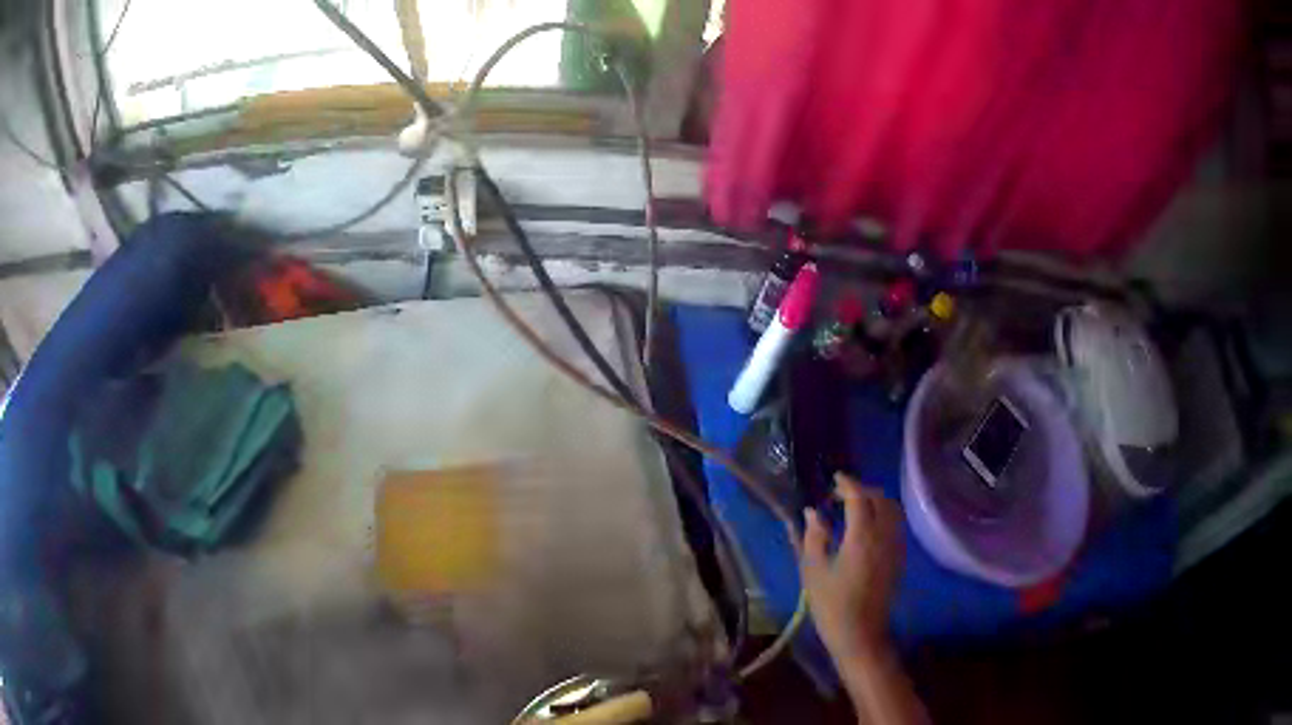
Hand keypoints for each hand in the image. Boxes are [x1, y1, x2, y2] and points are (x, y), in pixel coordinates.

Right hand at [794, 472, 903, 663]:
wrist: (860, 635)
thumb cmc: (831, 605)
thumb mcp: (813, 571)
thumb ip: (813, 537)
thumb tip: (812, 513)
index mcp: (862, 537)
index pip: (859, 498)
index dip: (847, 483)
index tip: (834, 478)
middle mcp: (884, 536)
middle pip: (880, 499)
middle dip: (862, 490)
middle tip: (840, 495)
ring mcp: (895, 547)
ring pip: (893, 510)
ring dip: (876, 501)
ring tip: (855, 507)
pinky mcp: (899, 558)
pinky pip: (896, 524)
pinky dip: (884, 514)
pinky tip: (868, 526)